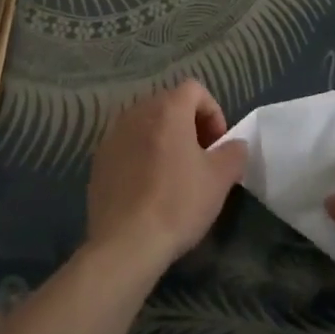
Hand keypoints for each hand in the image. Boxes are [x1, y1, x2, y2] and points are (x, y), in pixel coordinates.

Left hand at [86, 82, 246, 277]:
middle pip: (169, 104)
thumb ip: (234, 153)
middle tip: (200, 157)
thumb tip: (235, 145)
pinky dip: (142, 155)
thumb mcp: (220, 179)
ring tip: (174, 173)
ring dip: (164, 139)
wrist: (125, 244)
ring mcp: (113, 136)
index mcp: (168, 109)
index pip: (194, 89)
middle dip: (189, 124)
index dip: (212, 112)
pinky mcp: (99, 160)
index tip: (218, 144)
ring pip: (146, 124)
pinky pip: (128, 145)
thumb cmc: (178, 203)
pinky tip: (148, 188)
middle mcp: (137, 113)